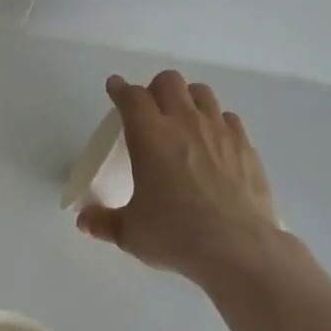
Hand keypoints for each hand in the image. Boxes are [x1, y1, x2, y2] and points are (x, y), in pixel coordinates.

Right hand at [76, 72, 284, 286]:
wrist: (237, 248)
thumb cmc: (174, 234)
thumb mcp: (130, 233)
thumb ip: (105, 222)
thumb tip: (84, 221)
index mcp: (149, 135)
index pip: (131, 97)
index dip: (120, 89)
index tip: (115, 88)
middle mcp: (184, 123)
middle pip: (168, 82)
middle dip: (155, 89)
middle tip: (149, 110)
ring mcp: (219, 131)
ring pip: (202, 92)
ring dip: (187, 98)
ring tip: (182, 119)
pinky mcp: (245, 147)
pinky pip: (229, 118)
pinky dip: (216, 122)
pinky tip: (213, 142)